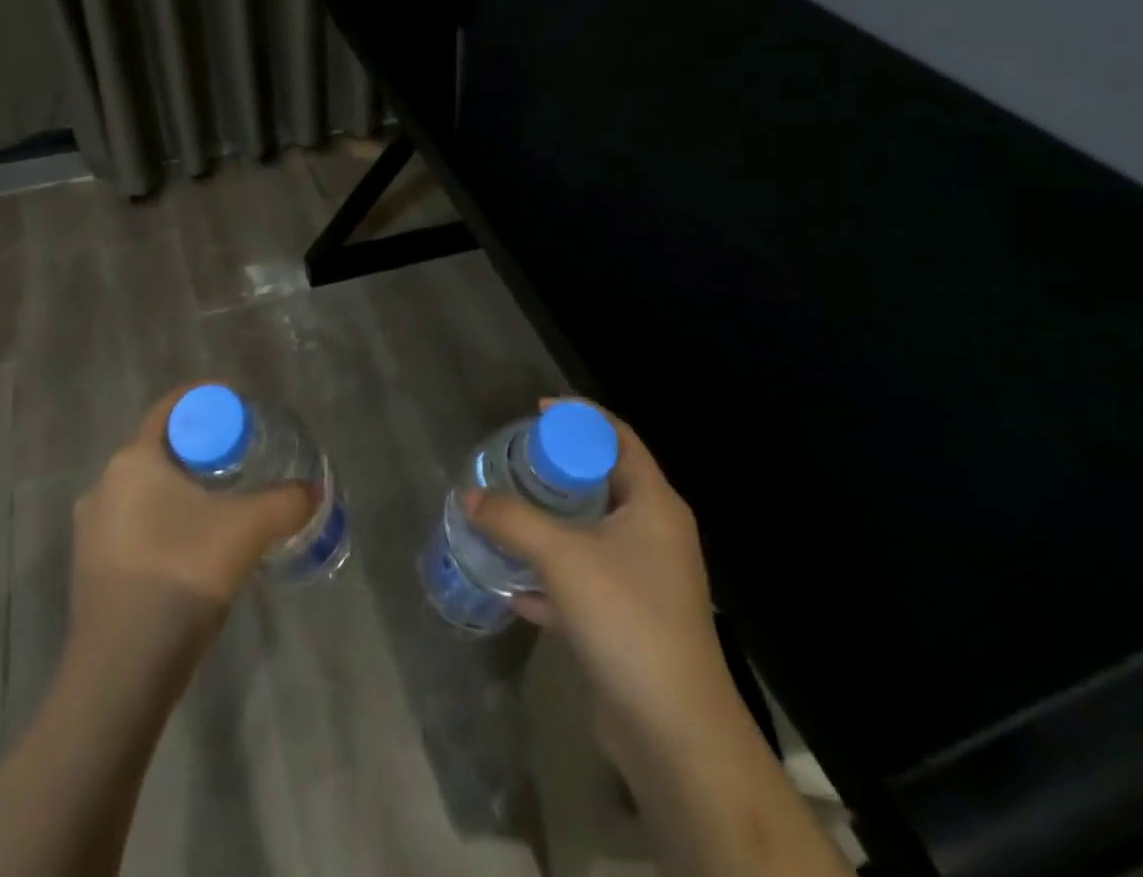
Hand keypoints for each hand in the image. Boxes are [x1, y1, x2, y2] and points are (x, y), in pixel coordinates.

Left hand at [71, 388, 314, 633]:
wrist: (122, 669)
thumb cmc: (182, 573)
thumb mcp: (248, 530)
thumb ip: (286, 502)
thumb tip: (313, 492)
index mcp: (133, 459)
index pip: (171, 409)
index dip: (207, 400)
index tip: (240, 409)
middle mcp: (104, 484)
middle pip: (160, 449)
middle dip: (200, 449)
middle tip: (240, 459)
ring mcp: (92, 530)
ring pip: (146, 490)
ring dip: (182, 490)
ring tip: (222, 505)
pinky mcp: (91, 569)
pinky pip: (135, 525)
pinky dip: (166, 523)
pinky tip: (194, 548)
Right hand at [465, 401, 724, 760]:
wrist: (673, 732)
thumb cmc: (626, 618)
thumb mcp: (562, 556)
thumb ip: (512, 519)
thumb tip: (468, 495)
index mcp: (654, 504)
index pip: (619, 437)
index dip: (580, 418)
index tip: (537, 410)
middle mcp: (654, 533)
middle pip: (603, 481)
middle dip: (558, 470)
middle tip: (515, 460)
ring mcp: (644, 578)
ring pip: (591, 532)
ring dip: (551, 522)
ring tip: (506, 510)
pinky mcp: (629, 618)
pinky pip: (585, 577)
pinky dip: (552, 573)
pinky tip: (514, 582)